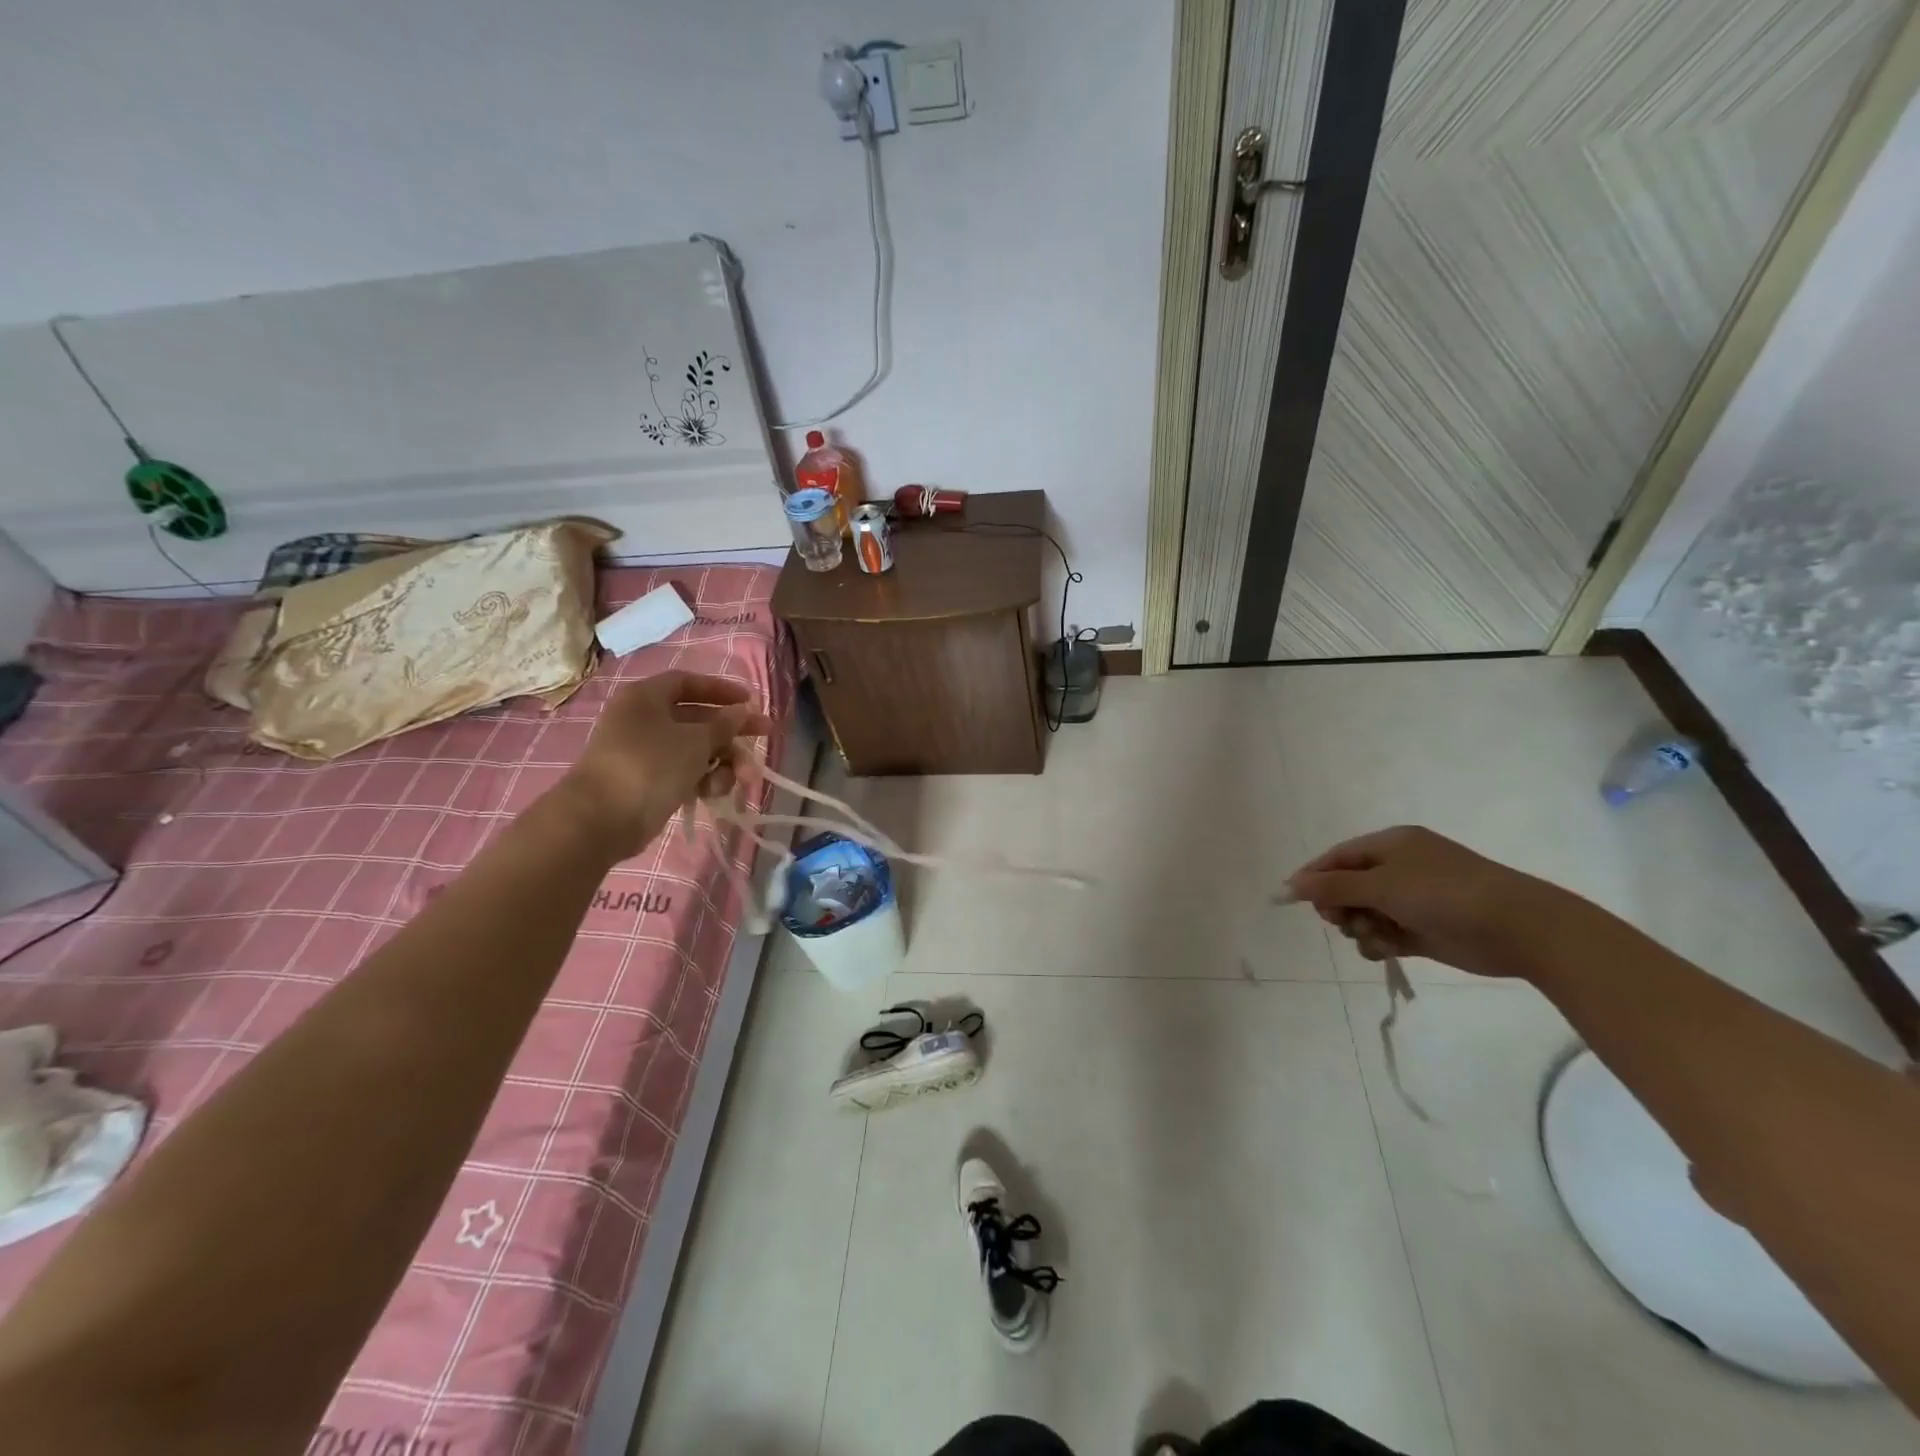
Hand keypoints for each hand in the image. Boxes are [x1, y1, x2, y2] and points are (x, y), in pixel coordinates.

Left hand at [555, 671, 771, 861]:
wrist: (601, 819)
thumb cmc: (650, 765)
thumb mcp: (696, 741)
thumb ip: (724, 724)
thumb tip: (741, 710)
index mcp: (648, 697)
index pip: (689, 682)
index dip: (721, 690)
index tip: (749, 702)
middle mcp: (644, 719)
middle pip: (697, 718)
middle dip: (732, 732)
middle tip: (765, 736)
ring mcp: (645, 752)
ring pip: (695, 749)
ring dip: (723, 762)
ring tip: (741, 779)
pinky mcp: (648, 781)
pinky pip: (684, 772)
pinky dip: (703, 779)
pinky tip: (713, 792)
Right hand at [1285, 825, 1565, 979]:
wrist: (1518, 928)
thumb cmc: (1443, 894)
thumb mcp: (1381, 885)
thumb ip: (1332, 886)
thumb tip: (1289, 885)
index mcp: (1391, 845)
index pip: (1337, 857)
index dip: (1313, 877)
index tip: (1291, 900)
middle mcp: (1400, 868)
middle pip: (1348, 886)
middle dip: (1340, 905)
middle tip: (1339, 920)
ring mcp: (1413, 900)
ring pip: (1365, 913)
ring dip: (1360, 927)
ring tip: (1373, 936)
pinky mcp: (1424, 929)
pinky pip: (1386, 933)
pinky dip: (1379, 942)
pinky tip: (1386, 948)